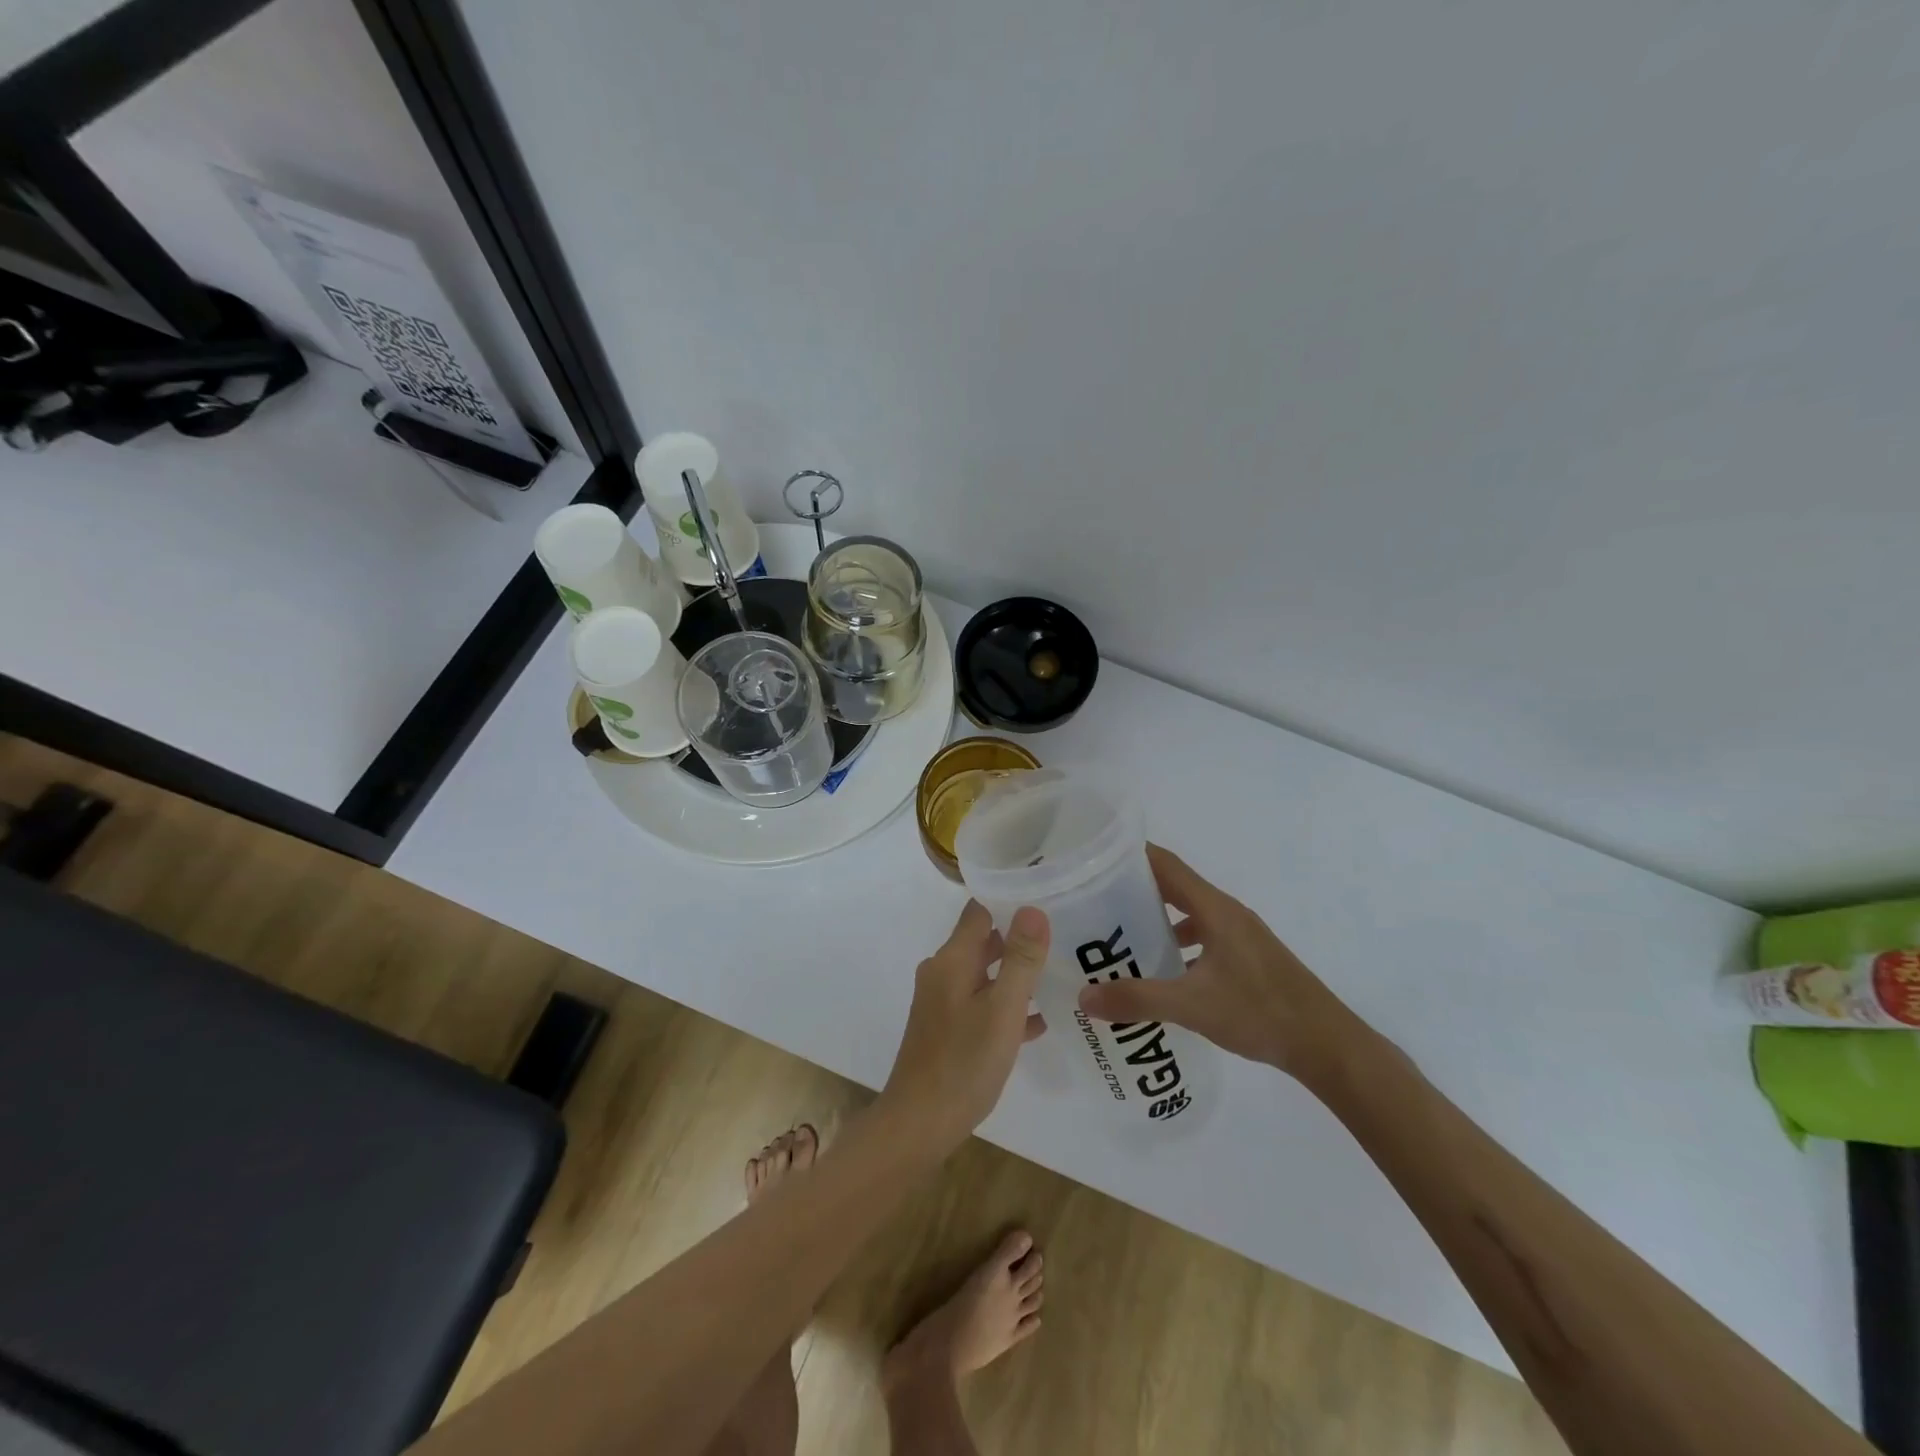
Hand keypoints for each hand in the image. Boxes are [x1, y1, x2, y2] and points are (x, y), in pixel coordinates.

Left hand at [880, 900, 1049, 1149]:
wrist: (919, 1124)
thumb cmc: (964, 1063)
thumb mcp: (1002, 1009)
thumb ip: (1020, 959)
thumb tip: (1033, 908)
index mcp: (952, 960)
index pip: (979, 911)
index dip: (1009, 902)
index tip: (1045, 901)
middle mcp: (942, 973)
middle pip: (982, 941)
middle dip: (1017, 940)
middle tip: (1060, 939)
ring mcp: (941, 1002)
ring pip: (983, 975)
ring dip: (1013, 975)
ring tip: (1055, 977)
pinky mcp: (945, 1028)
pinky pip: (980, 1004)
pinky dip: (1004, 1006)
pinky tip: (1036, 1023)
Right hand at [1077, 844, 1365, 1084]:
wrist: (1328, 1046)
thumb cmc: (1261, 1012)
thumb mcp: (1192, 1006)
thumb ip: (1137, 999)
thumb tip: (1083, 999)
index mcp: (1214, 909)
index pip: (1166, 864)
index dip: (1131, 855)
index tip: (1094, 858)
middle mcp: (1227, 914)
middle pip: (1174, 887)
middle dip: (1135, 889)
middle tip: (1093, 901)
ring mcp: (1240, 936)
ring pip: (1189, 915)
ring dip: (1156, 920)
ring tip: (1119, 938)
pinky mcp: (1248, 959)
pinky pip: (1202, 938)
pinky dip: (1177, 945)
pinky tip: (1160, 973)